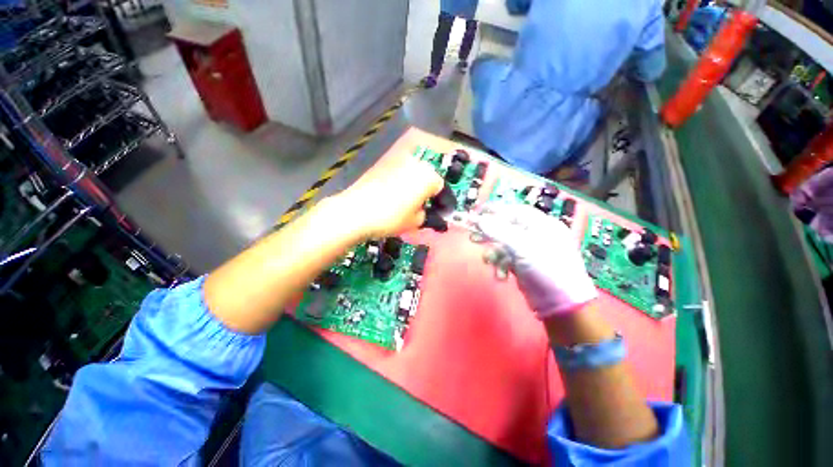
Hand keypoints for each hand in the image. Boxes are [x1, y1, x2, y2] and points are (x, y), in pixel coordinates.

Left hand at [330, 154, 443, 238]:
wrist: (355, 212)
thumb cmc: (390, 218)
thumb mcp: (415, 222)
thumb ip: (427, 215)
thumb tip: (425, 212)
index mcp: (428, 176)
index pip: (442, 187)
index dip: (441, 201)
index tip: (438, 211)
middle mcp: (415, 164)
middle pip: (428, 177)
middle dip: (427, 192)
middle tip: (423, 208)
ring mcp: (397, 162)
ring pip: (413, 174)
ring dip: (414, 186)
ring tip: (407, 203)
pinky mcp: (382, 164)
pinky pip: (399, 174)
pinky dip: (401, 183)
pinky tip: (394, 196)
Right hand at [475, 202, 596, 318]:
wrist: (560, 305)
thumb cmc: (545, 268)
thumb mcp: (521, 246)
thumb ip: (498, 231)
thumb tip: (479, 219)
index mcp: (542, 225)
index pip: (515, 211)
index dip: (495, 211)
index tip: (477, 214)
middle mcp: (536, 235)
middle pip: (507, 228)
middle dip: (490, 234)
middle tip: (473, 237)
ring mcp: (529, 251)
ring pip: (504, 245)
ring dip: (494, 254)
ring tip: (488, 261)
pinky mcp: (524, 265)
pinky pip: (507, 259)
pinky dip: (501, 266)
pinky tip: (501, 275)